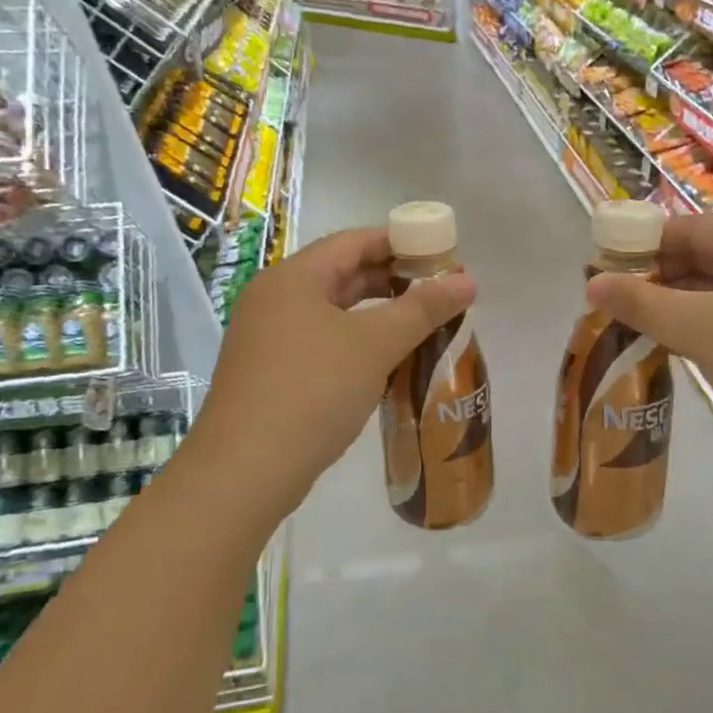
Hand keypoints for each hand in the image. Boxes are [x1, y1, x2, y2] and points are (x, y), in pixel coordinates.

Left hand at [185, 228, 475, 520]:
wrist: (245, 471)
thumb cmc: (313, 391)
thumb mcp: (375, 345)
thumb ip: (423, 309)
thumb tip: (468, 280)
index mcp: (293, 278)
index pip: (353, 242)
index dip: (399, 242)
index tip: (441, 254)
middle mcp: (274, 299)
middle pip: (342, 274)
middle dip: (392, 280)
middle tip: (438, 292)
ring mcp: (266, 338)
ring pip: (332, 311)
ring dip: (376, 315)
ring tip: (421, 325)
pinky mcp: (268, 373)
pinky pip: (320, 341)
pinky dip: (355, 342)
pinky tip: (385, 362)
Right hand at [584, 213, 712, 474]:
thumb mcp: (701, 329)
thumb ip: (642, 303)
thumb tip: (591, 283)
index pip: (688, 228)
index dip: (640, 243)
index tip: (598, 264)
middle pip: (703, 258)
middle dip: (655, 278)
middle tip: (608, 300)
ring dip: (675, 306)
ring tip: (628, 324)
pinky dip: (702, 328)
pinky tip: (671, 346)